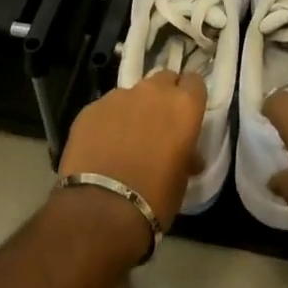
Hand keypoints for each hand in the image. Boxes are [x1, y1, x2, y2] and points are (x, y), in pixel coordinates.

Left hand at [59, 71, 207, 227]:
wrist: (101, 209)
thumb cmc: (154, 197)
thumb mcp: (182, 179)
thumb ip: (186, 155)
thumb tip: (188, 156)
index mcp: (183, 106)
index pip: (195, 82)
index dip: (190, 96)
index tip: (186, 114)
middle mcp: (153, 91)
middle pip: (164, 79)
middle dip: (163, 96)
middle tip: (159, 124)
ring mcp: (119, 96)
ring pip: (132, 93)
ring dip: (134, 109)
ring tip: (125, 139)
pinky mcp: (91, 107)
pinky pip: (106, 108)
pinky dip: (108, 121)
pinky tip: (101, 147)